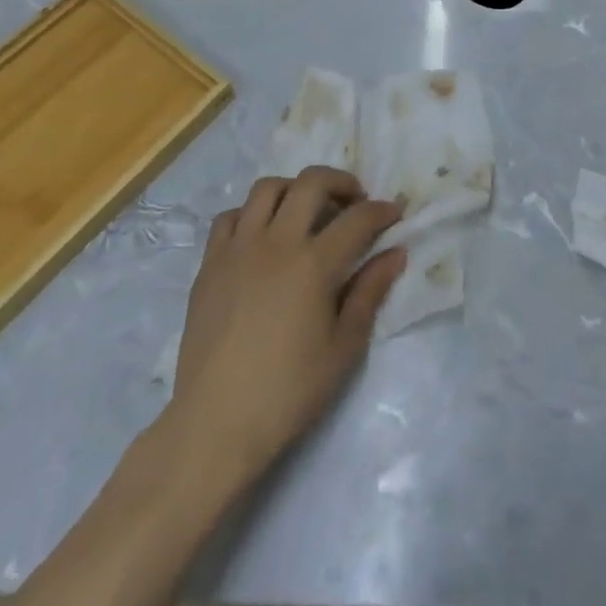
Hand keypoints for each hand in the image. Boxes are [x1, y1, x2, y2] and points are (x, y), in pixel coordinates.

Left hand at [168, 168, 404, 477]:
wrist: (216, 424)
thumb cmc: (288, 391)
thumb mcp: (343, 348)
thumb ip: (370, 292)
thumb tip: (395, 253)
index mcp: (314, 264)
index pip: (358, 218)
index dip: (382, 211)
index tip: (395, 214)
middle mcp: (276, 242)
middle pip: (311, 182)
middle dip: (341, 182)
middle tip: (354, 202)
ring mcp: (238, 248)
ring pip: (267, 188)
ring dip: (295, 190)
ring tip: (307, 212)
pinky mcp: (210, 263)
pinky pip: (231, 217)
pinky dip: (252, 214)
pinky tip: (262, 237)